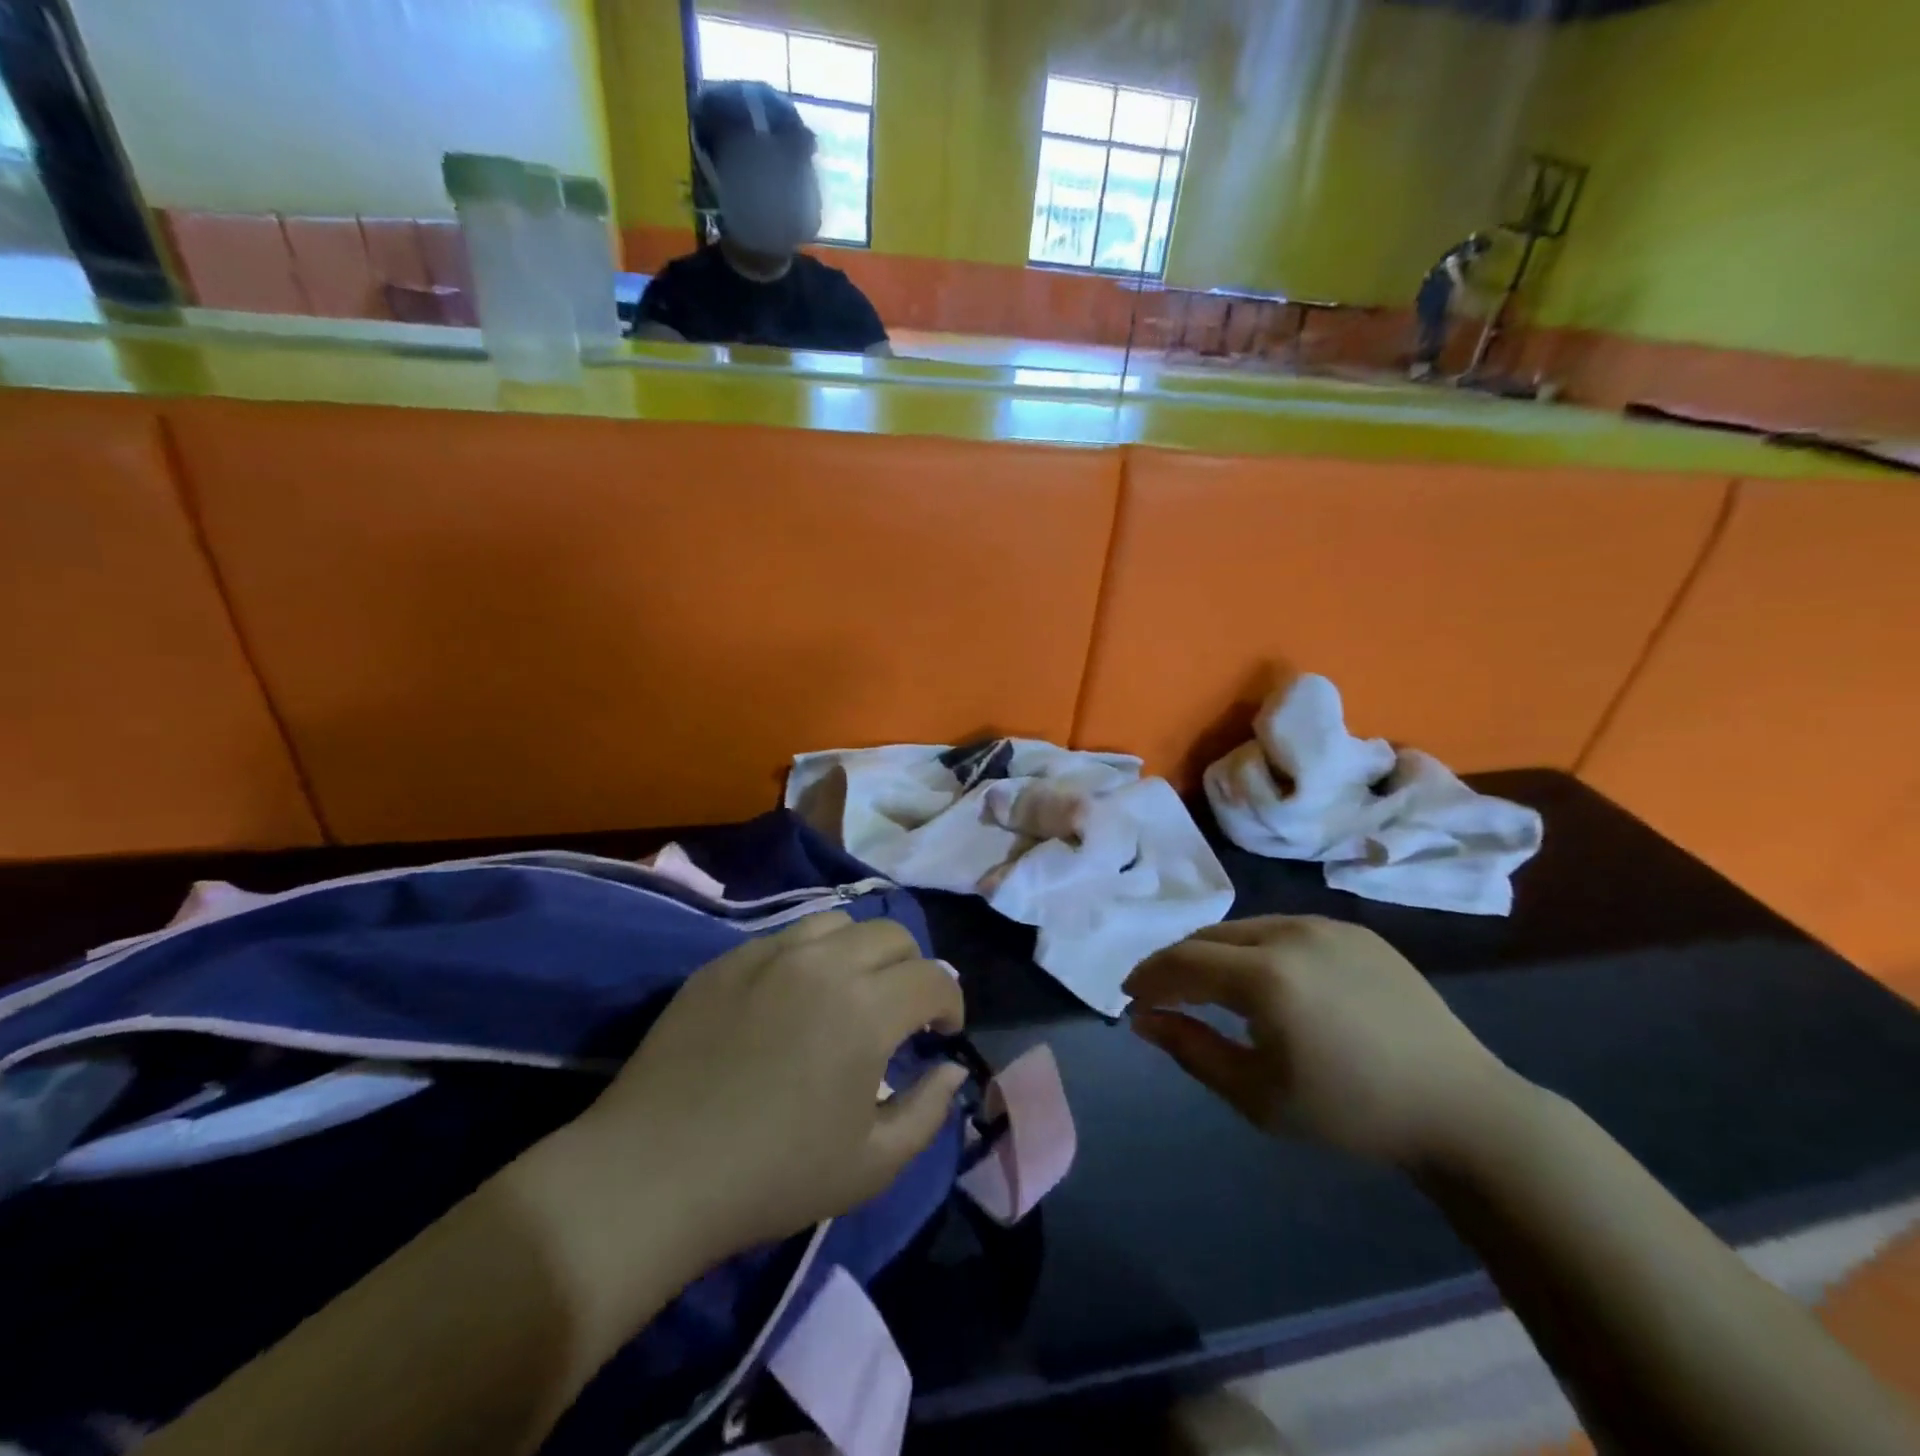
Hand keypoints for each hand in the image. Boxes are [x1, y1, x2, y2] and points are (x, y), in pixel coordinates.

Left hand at [578, 913, 966, 1263]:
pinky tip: (793, 997)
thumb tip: (952, 1068)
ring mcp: (770, 953)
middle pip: (893, 934)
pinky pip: (786, 936)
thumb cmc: (772, 1177)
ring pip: (839, 923)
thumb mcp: (871, 1165)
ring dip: (861, 951)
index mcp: (867, 1008)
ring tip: (848, 993)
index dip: (950, 1003)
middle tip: (900, 1013)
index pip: (933, 978)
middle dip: (912, 969)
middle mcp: (825, 963)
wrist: (653, 1174)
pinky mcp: (727, 959)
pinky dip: (810, 955)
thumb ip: (929, 1111)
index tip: (941, 1034)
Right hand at [1124, 916, 1517, 1168]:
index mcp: (1265, 976)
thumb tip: (1142, 1019)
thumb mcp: (1256, 1096)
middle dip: (1177, 962)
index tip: (1130, 996)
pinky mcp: (1355, 930)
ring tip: (1210, 986)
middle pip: (1209, 937)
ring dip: (1215, 953)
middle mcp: (1290, 933)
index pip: (1183, 961)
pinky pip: (1286, 930)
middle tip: (1162, 993)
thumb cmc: (1350, 1112)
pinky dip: (1257, 949)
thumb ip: (1190, 1050)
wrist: (1459, 1107)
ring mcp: (1326, 926)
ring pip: (1246, 928)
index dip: (1149, 976)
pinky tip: (1267, 981)